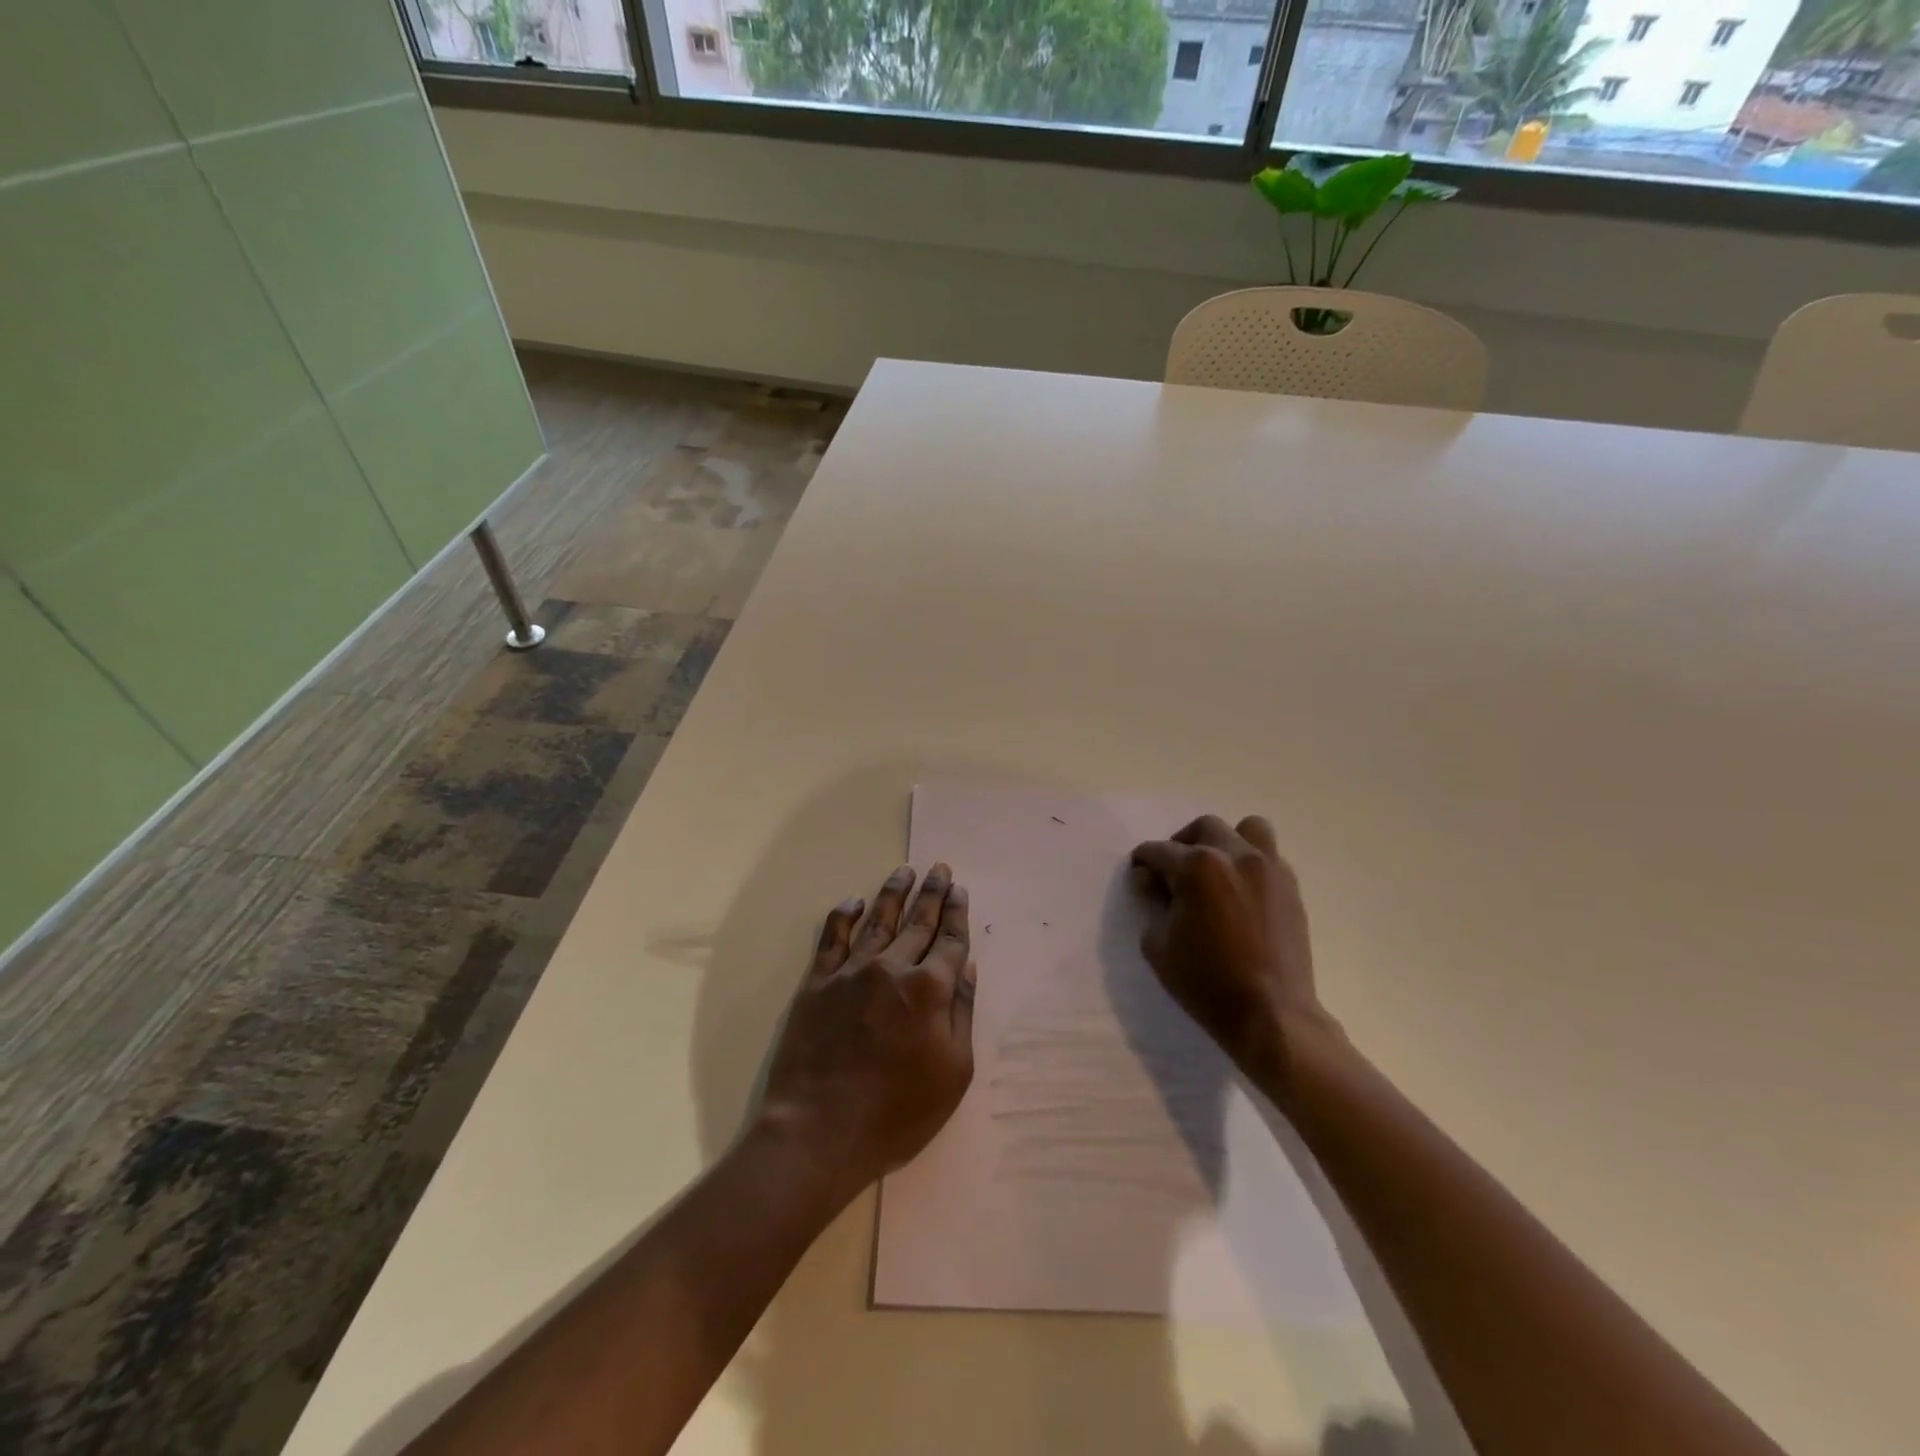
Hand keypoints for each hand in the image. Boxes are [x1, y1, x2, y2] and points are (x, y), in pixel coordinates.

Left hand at [756, 864, 975, 1202]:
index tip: (960, 889)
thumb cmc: (897, 1113)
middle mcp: (892, 968)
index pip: (949, 941)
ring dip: (893, 894)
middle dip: (932, 893)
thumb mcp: (953, 1073)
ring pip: (878, 921)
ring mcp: (851, 972)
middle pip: (918, 922)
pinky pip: (832, 938)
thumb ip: (962, 1015)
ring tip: (905, 871)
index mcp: (930, 990)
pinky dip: (843, 916)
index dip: (957, 914)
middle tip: (940, 869)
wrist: (819, 1132)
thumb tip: (967, 969)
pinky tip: (852, 901)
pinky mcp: (817, 983)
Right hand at [1130, 815, 1337, 1104]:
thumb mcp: (1158, 946)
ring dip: (1225, 841)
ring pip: (1247, 829)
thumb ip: (1153, 905)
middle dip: (1182, 843)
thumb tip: (1155, 884)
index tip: (1140, 876)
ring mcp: (1268, 868)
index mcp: (1197, 868)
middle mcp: (1234, 855)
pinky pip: (1268, 856)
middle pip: (1203, 827)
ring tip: (1215, 869)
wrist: (1271, 1014)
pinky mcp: (1290, 887)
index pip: (1159, 850)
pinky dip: (1250, 863)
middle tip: (1174, 871)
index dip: (1143, 862)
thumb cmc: (1206, 982)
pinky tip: (1240, 891)